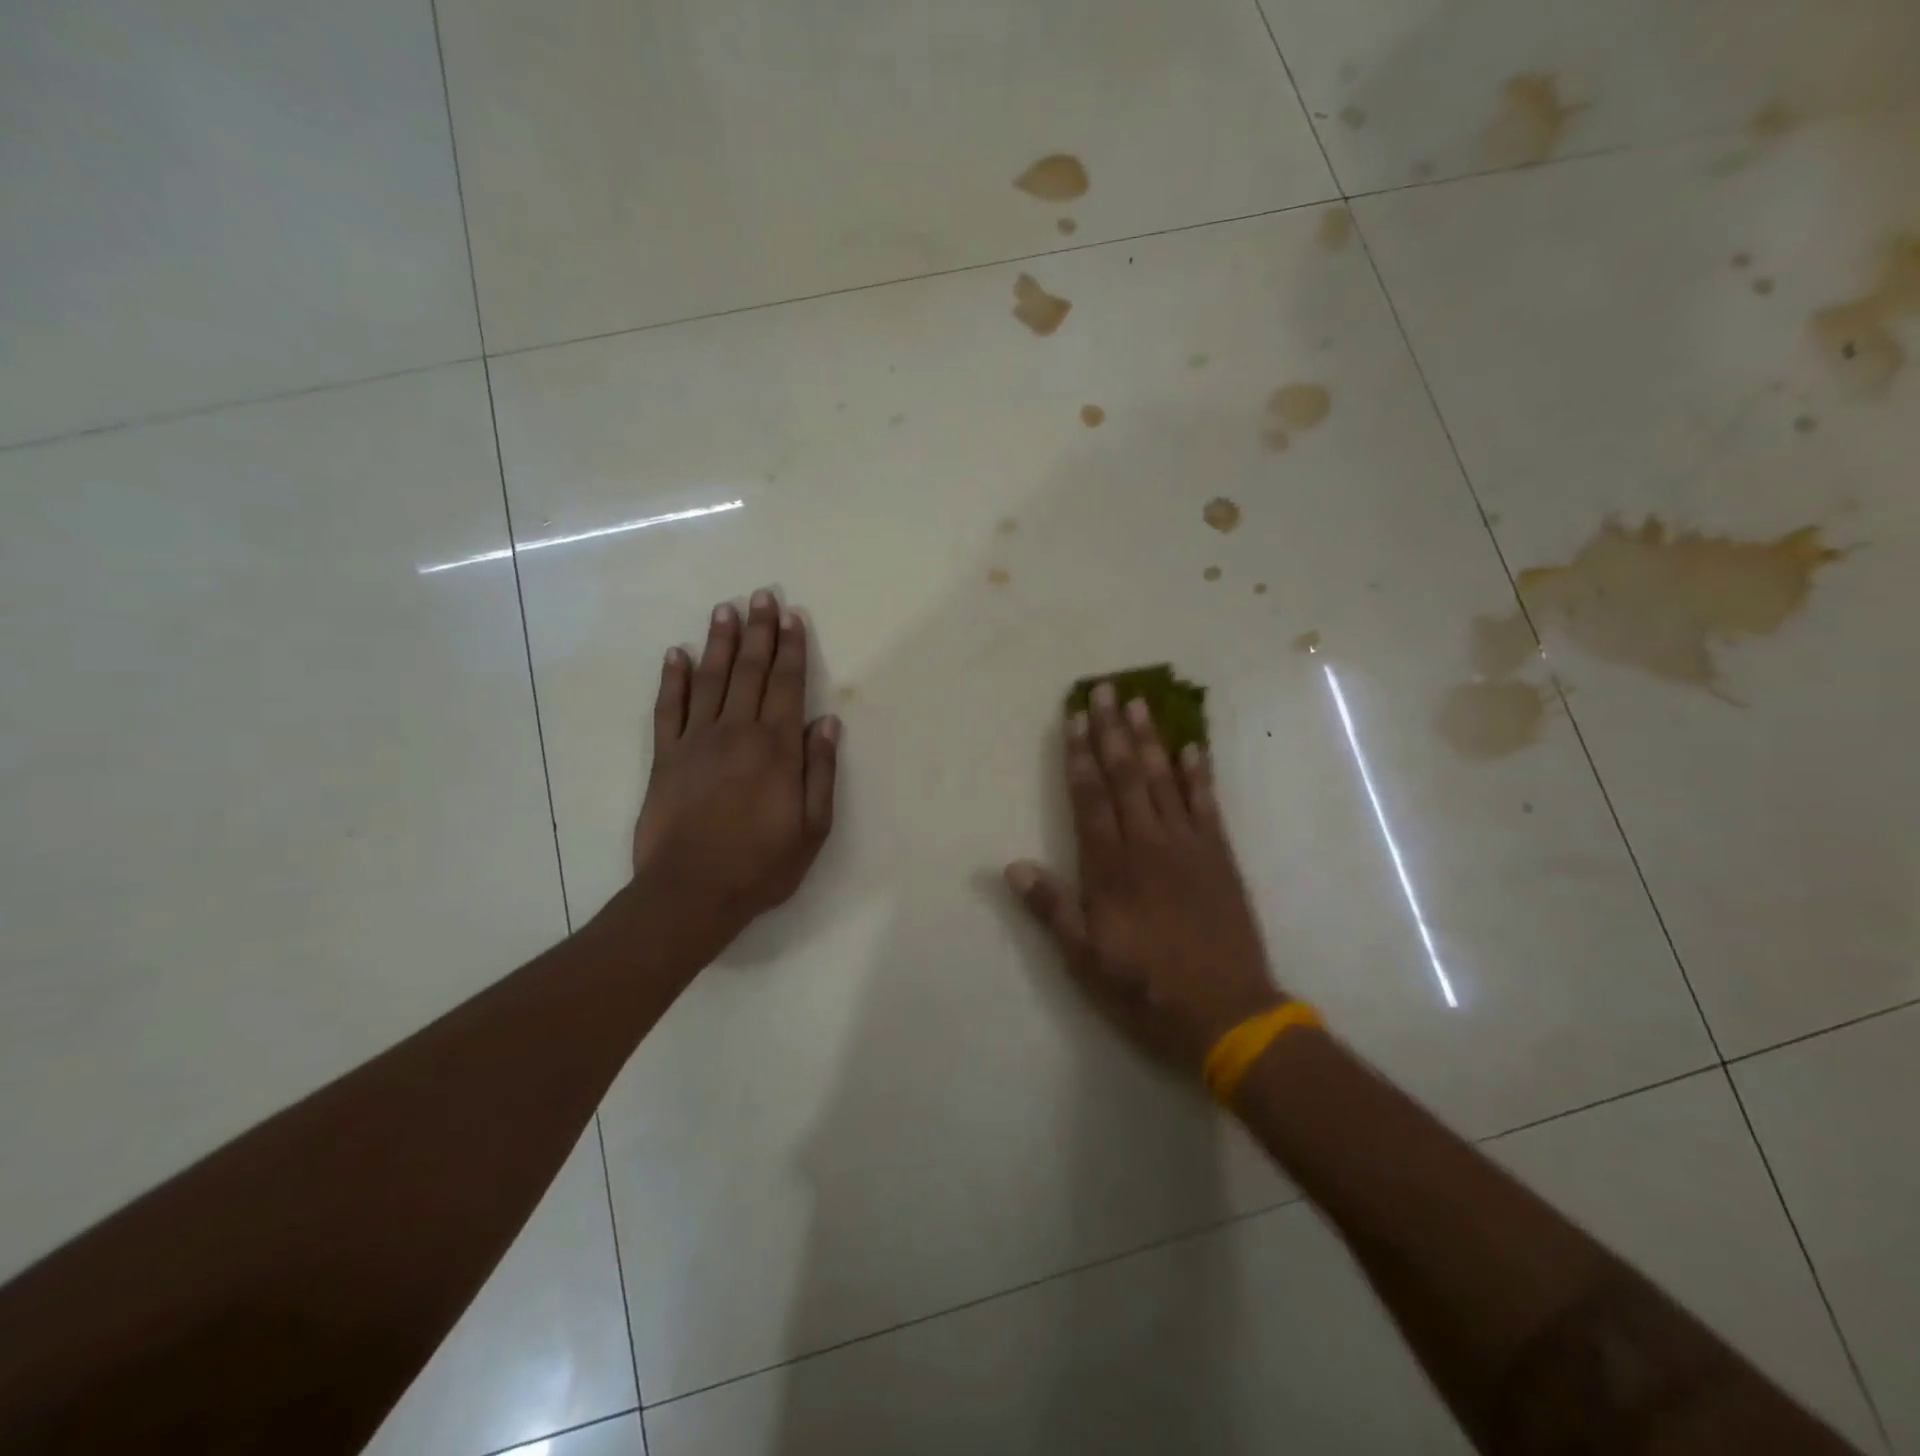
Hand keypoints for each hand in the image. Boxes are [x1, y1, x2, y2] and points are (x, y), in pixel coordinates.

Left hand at [631, 591, 839, 963]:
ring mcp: (696, 741)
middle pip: (750, 671)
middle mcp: (737, 732)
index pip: (787, 685)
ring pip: (710, 679)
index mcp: (776, 748)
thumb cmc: (761, 865)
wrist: (691, 892)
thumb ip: (820, 771)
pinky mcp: (665, 757)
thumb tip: (827, 722)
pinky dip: (671, 679)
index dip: (791, 649)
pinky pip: (667, 709)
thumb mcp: (812, 827)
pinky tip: (675, 654)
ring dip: (719, 642)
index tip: (792, 617)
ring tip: (725, 609)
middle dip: (758, 632)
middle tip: (761, 596)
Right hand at [1006, 682, 1283, 1072]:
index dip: (1080, 757)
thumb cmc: (1146, 990)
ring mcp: (1189, 848)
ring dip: (1151, 740)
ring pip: (1166, 781)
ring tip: (1140, 703)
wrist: (1228, 1016)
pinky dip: (1199, 775)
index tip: (1074, 719)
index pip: (1090, 799)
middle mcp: (1148, 846)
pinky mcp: (1221, 859)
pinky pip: (1208, 806)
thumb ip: (1051, 909)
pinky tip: (1193, 747)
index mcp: (1111, 869)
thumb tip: (1013, 866)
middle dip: (1112, 732)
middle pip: (1127, 778)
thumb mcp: (1086, 960)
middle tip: (1105, 690)